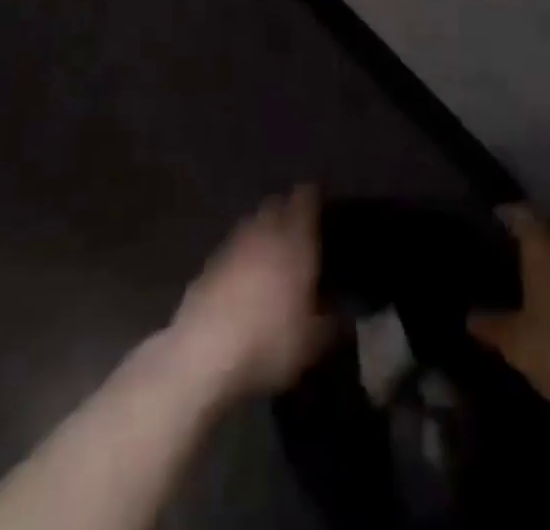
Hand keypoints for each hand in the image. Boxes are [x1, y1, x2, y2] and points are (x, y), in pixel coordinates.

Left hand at [166, 186, 330, 401]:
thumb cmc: (269, 340)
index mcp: (294, 238)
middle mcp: (264, 230)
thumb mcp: (313, 342)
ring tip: (273, 256)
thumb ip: (335, 324)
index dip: (316, 195)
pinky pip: (232, 249)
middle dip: (289, 211)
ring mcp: (232, 244)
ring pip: (252, 223)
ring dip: (263, 232)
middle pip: (277, 203)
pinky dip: (242, 256)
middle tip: (301, 231)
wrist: (202, 355)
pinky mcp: (208, 265)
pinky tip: (245, 282)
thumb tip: (347, 318)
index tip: (325, 203)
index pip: (306, 196)